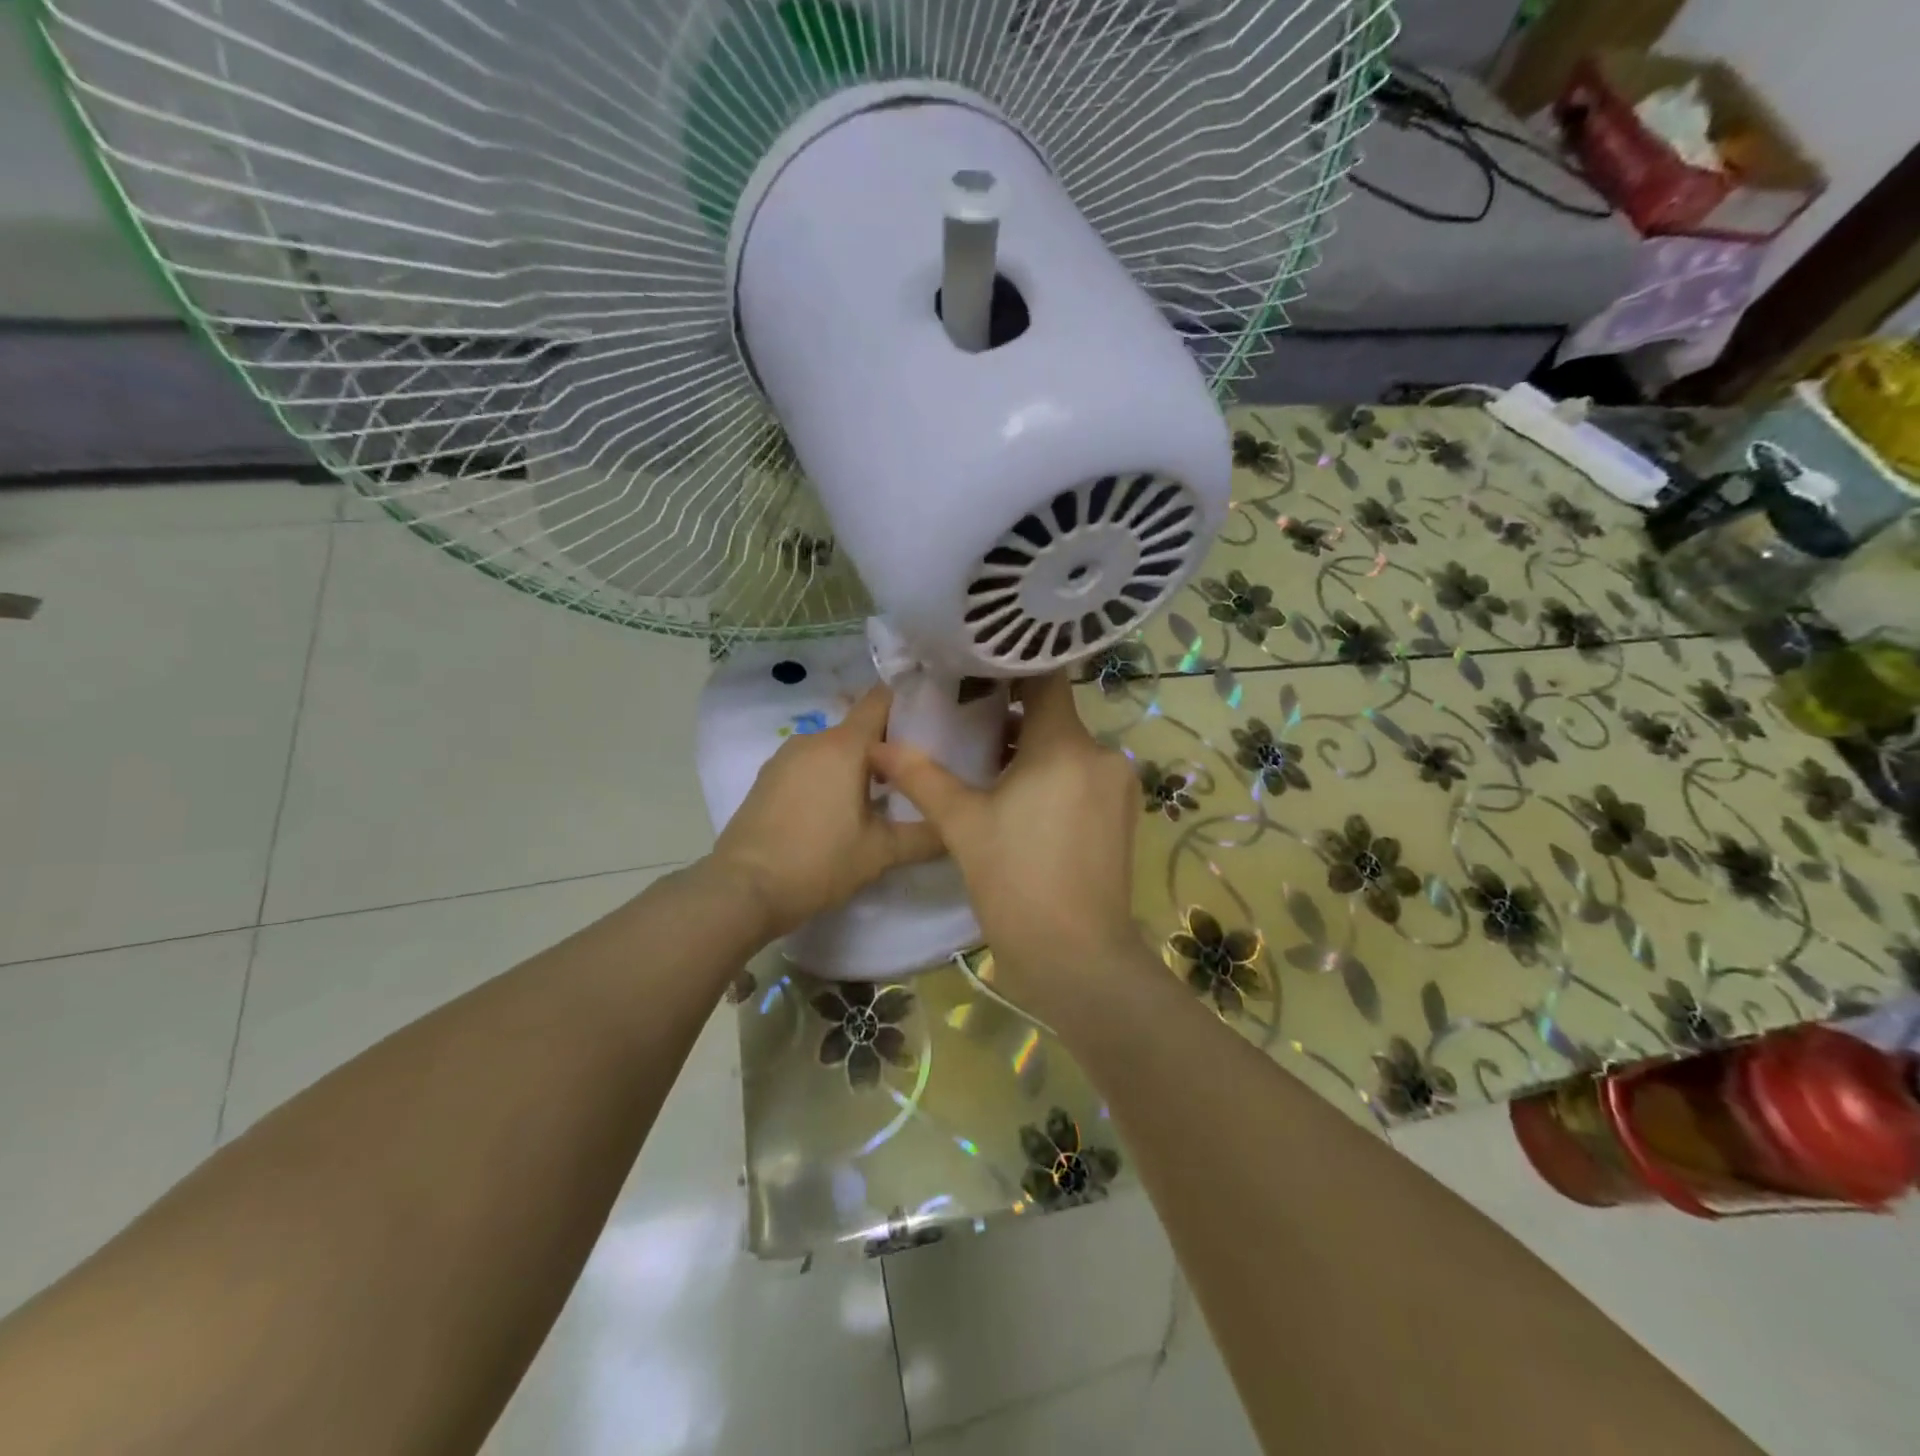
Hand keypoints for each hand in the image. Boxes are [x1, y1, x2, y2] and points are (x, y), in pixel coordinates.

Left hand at [710, 685, 944, 939]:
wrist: (742, 890)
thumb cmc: (818, 862)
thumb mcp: (881, 853)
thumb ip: (925, 836)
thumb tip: (956, 827)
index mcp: (844, 745)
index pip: (881, 700)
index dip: (910, 702)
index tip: (936, 716)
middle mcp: (813, 740)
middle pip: (860, 727)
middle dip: (889, 744)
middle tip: (919, 770)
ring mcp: (785, 758)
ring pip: (834, 748)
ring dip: (858, 764)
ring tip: (884, 795)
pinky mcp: (768, 779)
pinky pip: (811, 765)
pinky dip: (831, 776)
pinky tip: (841, 810)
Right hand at [870, 672, 1143, 1019]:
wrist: (1076, 957)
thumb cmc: (1015, 881)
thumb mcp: (962, 824)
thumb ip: (921, 777)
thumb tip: (878, 747)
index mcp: (1065, 744)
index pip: (1046, 677)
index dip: (1010, 668)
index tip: (975, 668)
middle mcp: (1102, 754)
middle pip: (1053, 715)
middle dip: (1011, 716)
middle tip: (964, 718)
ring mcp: (1117, 786)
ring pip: (1067, 748)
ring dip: (1030, 750)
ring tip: (984, 761)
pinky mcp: (1122, 815)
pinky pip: (1082, 776)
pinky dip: (1052, 776)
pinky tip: (1019, 798)